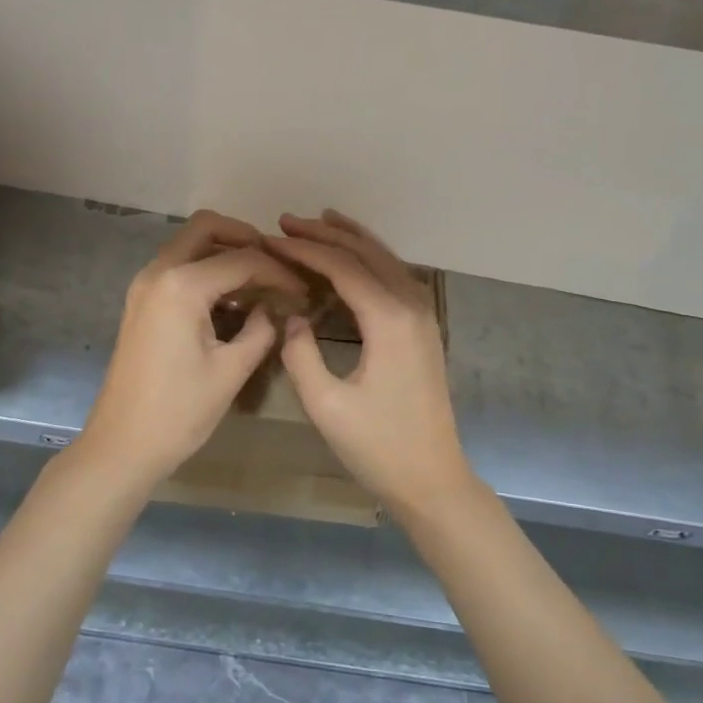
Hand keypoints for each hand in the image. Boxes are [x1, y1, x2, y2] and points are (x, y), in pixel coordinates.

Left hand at [78, 210, 306, 485]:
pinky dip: (205, 270)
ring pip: (189, 244)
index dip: (278, 271)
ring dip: (224, 252)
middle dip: (245, 238)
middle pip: (206, 228)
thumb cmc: (179, 412)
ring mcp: (144, 285)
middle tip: (276, 265)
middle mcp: (158, 272)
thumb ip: (261, 329)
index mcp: (181, 285)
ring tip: (259, 283)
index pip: (242, 259)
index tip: (303, 291)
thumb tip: (274, 309)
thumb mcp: (230, 371)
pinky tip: (231, 299)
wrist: (121, 446)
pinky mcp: (141, 301)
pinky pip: (177, 267)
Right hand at [268, 211, 474, 515]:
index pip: (342, 266)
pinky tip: (350, 259)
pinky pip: (394, 276)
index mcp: (389, 319)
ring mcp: (423, 314)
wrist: (433, 479)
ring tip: (317, 223)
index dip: (303, 250)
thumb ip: (300, 353)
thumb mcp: (325, 405)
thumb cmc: (378, 447)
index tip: (269, 239)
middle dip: (325, 234)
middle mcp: (411, 305)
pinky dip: (368, 258)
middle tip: (285, 222)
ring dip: (350, 239)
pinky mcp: (423, 327)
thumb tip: (291, 317)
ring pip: (385, 259)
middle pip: (366, 252)